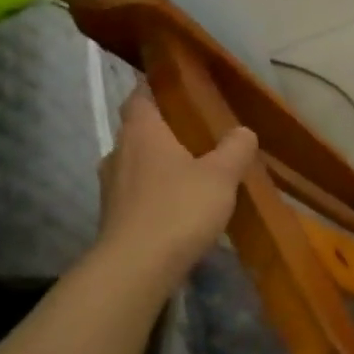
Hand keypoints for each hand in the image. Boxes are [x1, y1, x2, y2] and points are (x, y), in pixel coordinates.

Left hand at [97, 85, 258, 281]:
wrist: (136, 268)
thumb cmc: (179, 209)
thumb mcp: (221, 175)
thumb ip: (235, 148)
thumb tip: (242, 131)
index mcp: (142, 132)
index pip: (140, 95)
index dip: (156, 86)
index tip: (179, 85)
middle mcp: (119, 152)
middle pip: (140, 129)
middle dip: (166, 128)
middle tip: (201, 132)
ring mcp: (111, 186)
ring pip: (138, 161)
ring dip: (162, 162)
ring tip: (196, 170)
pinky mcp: (113, 215)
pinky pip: (138, 190)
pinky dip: (157, 190)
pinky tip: (181, 204)